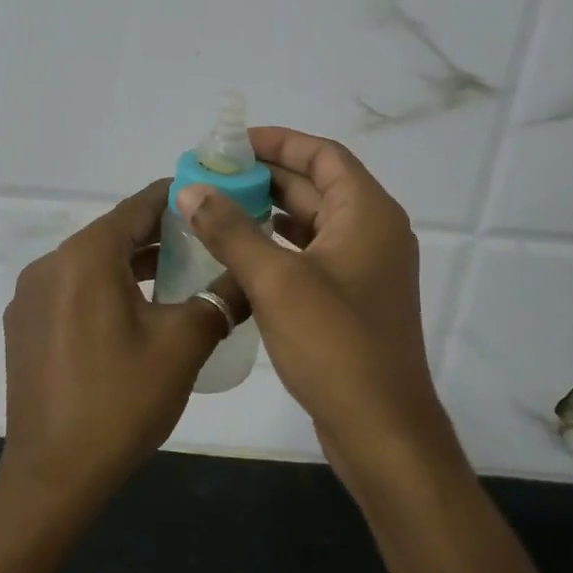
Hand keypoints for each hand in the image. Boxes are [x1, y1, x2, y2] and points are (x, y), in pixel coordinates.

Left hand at [0, 179, 239, 516]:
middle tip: (207, 238)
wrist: (53, 478)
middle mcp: (50, 265)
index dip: (177, 198)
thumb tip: (253, 273)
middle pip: (114, 233)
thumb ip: (221, 297)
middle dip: (160, 233)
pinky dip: (107, 288)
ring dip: (135, 263)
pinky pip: (73, 290)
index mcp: (85, 256)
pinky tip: (138, 311)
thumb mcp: (183, 345)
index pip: (138, 207)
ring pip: (93, 263)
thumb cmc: (121, 402)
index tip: (212, 197)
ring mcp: (31, 297)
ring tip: (182, 272)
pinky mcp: (25, 326)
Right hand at [175, 127, 454, 477]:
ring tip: (216, 207)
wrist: (382, 430)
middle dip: (265, 177)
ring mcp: (364, 268)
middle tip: (212, 176)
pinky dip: (278, 245)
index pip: (322, 155)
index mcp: (367, 213)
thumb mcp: (276, 280)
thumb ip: (231, 230)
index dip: (279, 142)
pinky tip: (239, 252)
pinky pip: (311, 255)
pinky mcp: (351, 299)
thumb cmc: (335, 344)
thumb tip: (191, 191)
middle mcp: (372, 232)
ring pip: (311, 222)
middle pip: (316, 185)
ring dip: (268, 211)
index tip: (233, 144)